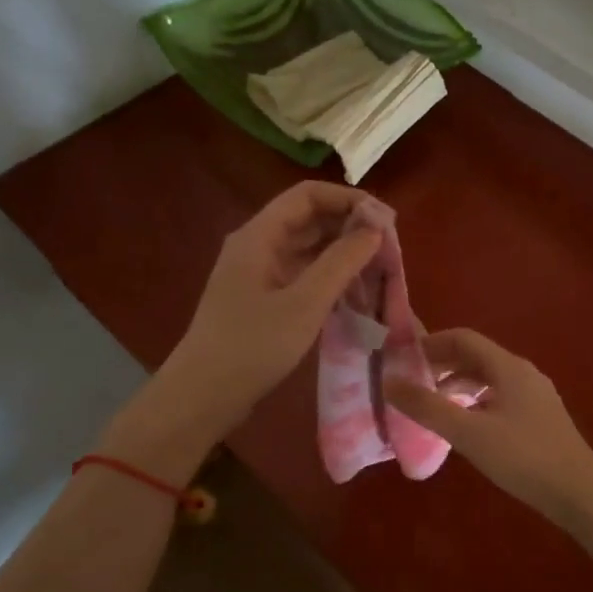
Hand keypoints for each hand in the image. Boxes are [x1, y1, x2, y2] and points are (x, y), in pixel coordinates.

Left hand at [150, 182, 380, 437]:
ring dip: (342, 253)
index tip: (385, 219)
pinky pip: (301, 274)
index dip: (348, 199)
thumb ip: (341, 262)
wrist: (203, 396)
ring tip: (379, 268)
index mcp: (259, 235)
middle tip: (389, 247)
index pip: (308, 195)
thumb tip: (375, 229)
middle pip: (308, 219)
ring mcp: (258, 274)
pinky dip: (329, 276)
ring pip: (307, 248)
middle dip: (349, 226)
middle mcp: (257, 246)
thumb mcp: (305, 303)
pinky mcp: (262, 299)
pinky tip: (354, 292)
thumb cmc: (253, 346)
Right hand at [384, 328, 592, 547]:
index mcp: (508, 367)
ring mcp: (535, 395)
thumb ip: (427, 407)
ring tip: (432, 405)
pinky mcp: (540, 417)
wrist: (579, 492)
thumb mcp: (468, 432)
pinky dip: (476, 402)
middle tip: (411, 383)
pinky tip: (465, 426)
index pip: (464, 338)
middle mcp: (523, 372)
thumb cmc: (522, 457)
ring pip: (489, 378)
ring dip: (458, 385)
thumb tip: (389, 382)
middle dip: (442, 365)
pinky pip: (500, 396)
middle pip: (476, 356)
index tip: (402, 359)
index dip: (431, 343)